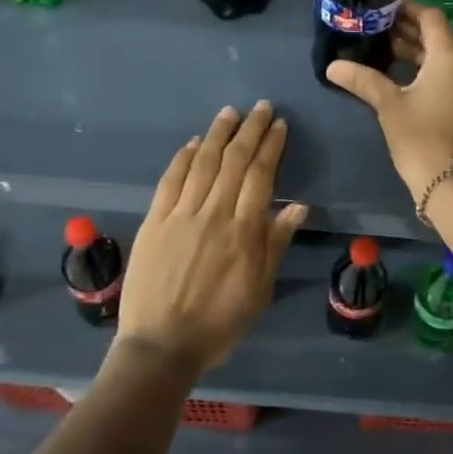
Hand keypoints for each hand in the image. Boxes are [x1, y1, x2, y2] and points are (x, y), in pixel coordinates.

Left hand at [116, 101, 307, 373]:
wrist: (161, 346)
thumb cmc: (219, 323)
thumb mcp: (259, 290)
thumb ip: (276, 244)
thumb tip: (298, 206)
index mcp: (243, 232)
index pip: (260, 176)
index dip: (270, 147)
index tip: (278, 125)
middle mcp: (213, 214)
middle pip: (234, 162)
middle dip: (249, 130)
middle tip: (260, 107)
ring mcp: (180, 215)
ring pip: (203, 164)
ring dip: (218, 134)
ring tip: (230, 112)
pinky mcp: (154, 222)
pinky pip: (170, 182)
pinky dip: (183, 159)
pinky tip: (194, 143)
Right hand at [325, 5, 452, 198]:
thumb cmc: (422, 137)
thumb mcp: (389, 105)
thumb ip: (363, 80)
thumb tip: (333, 66)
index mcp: (452, 56)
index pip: (430, 17)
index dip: (407, 9)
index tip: (382, 7)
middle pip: (437, 37)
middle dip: (408, 31)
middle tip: (375, 28)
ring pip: (443, 58)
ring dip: (416, 53)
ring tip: (382, 50)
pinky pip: (449, 76)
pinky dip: (427, 71)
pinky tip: (400, 77)